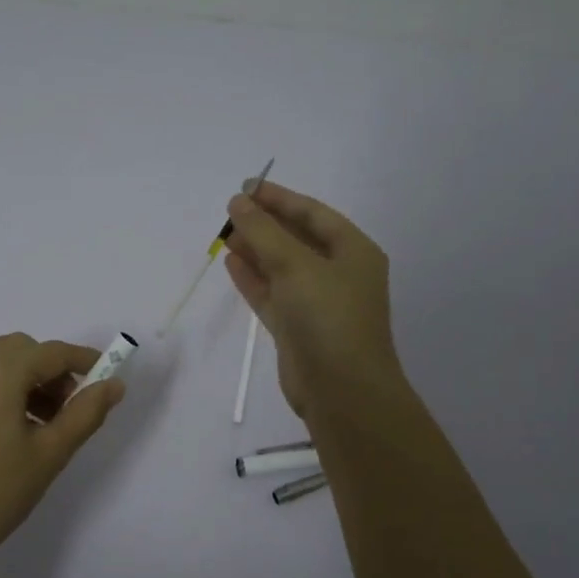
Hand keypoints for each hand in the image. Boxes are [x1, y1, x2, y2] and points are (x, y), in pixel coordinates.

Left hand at [0, 333, 125, 571]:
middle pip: (22, 351)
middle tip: (70, 409)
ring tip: (42, 425)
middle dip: (52, 371)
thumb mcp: (50, 454)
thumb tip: (114, 384)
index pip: (52, 353)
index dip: (84, 361)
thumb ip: (86, 412)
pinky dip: (0, 389)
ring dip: (26, 380)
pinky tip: (9, 429)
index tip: (107, 378)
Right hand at [223, 182, 404, 420]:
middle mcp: (339, 274)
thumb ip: (263, 231)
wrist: (341, 391)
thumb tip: (237, 202)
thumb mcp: (295, 265)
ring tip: (224, 234)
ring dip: (256, 250)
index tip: (246, 187)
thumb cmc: (328, 317)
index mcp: (354, 251)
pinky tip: (231, 262)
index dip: (280, 198)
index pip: (313, 214)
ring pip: (282, 267)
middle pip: (297, 239)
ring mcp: (318, 303)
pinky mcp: (298, 328)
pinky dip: (253, 278)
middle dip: (265, 224)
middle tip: (230, 211)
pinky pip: (273, 294)